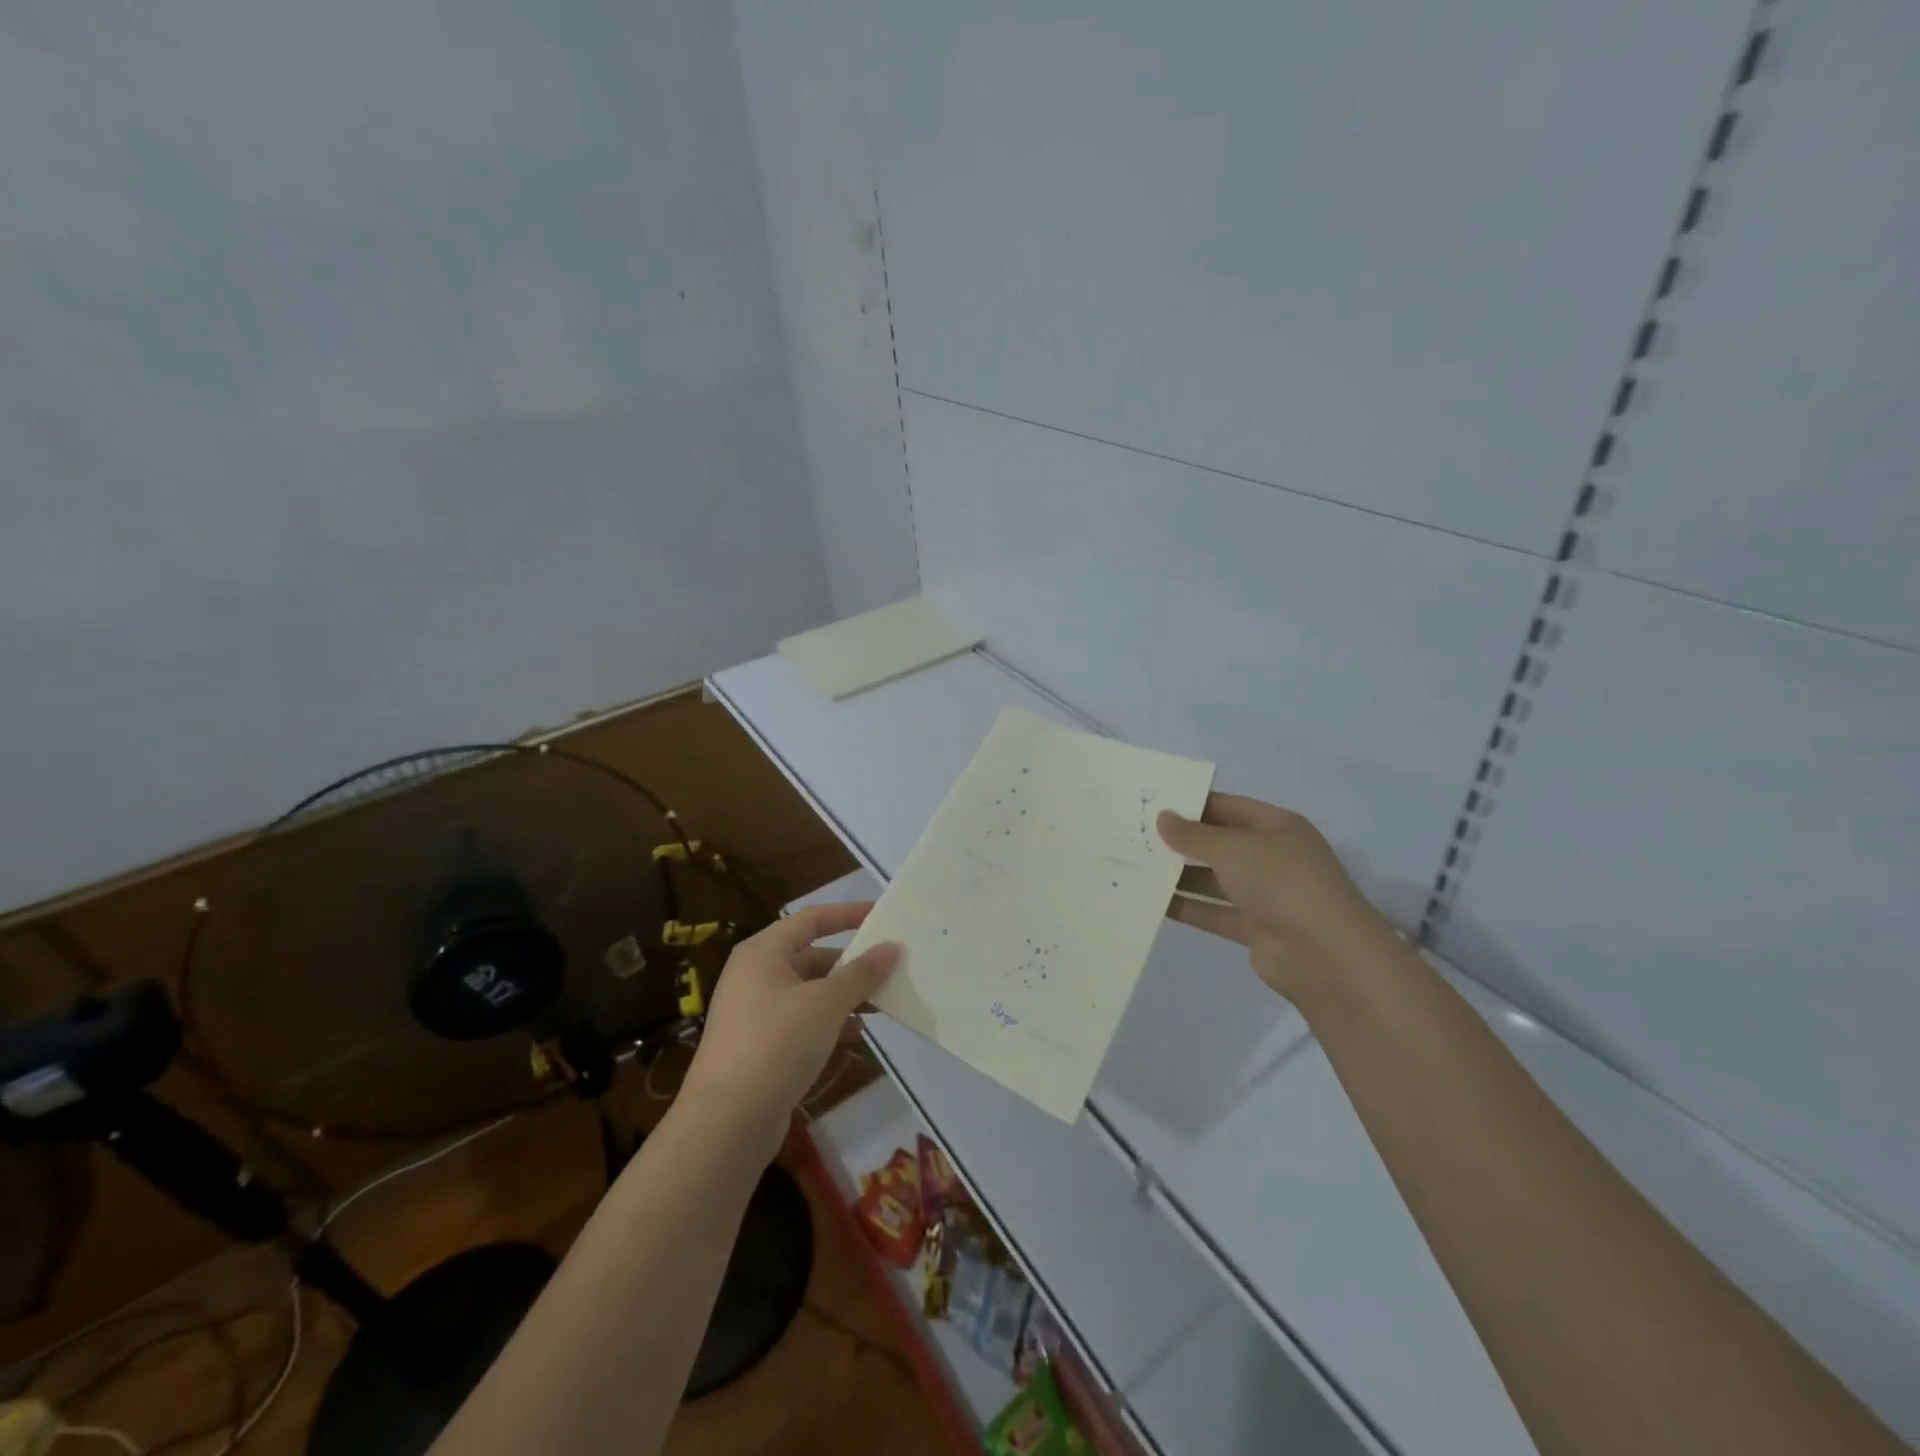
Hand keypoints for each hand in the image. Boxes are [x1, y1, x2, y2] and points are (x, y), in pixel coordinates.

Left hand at [681, 903, 899, 1159]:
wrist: (726, 1123)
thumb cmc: (776, 1044)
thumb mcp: (826, 1004)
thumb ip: (861, 973)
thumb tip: (891, 948)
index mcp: (763, 952)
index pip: (811, 919)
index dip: (847, 914)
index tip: (883, 916)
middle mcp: (755, 975)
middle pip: (811, 956)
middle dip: (851, 963)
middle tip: (890, 968)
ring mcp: (754, 1013)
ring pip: (809, 992)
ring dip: (844, 996)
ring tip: (882, 1004)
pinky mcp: (759, 1047)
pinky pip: (801, 1021)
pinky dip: (829, 1023)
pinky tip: (856, 1036)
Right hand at [1157, 794, 1404, 1002]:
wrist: (1325, 955)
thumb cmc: (1282, 883)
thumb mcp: (1233, 849)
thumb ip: (1194, 835)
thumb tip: (1162, 817)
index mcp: (1277, 827)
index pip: (1228, 807)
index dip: (1192, 805)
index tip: (1153, 805)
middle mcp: (1272, 857)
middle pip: (1220, 843)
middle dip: (1182, 841)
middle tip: (1136, 836)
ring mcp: (1265, 895)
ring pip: (1214, 879)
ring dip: (1180, 875)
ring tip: (1136, 867)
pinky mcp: (1255, 928)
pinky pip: (1214, 911)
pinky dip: (1188, 907)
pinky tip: (1153, 902)